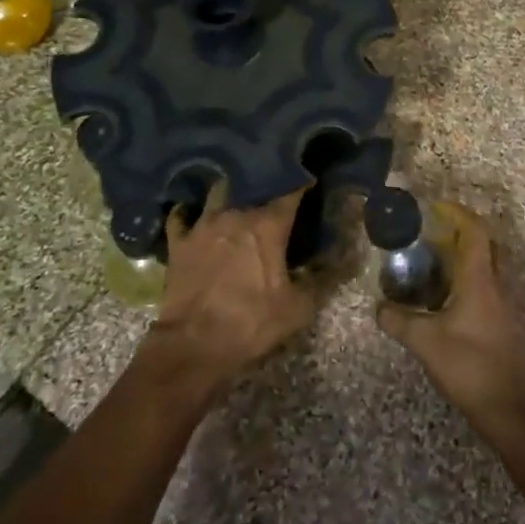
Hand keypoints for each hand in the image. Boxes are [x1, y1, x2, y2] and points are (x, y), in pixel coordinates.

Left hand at [141, 185, 315, 398]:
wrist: (193, 345)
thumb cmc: (250, 323)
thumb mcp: (298, 308)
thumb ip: (322, 278)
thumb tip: (346, 256)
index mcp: (268, 225)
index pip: (291, 190)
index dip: (303, 181)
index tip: (311, 178)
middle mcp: (235, 214)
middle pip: (252, 184)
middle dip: (265, 181)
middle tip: (273, 186)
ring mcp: (202, 225)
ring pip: (216, 192)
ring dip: (228, 191)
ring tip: (235, 193)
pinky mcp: (178, 242)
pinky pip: (181, 216)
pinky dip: (187, 212)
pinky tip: (192, 214)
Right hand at [377, 206, 524, 423]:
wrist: (508, 408)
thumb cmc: (468, 365)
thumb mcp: (425, 342)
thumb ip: (398, 321)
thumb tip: (378, 308)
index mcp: (480, 280)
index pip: (475, 232)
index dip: (458, 214)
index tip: (437, 208)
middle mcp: (496, 286)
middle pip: (486, 245)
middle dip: (462, 233)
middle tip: (434, 234)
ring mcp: (504, 306)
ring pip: (487, 268)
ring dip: (465, 259)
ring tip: (434, 265)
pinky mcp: (505, 325)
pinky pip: (487, 288)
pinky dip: (468, 281)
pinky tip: (447, 300)